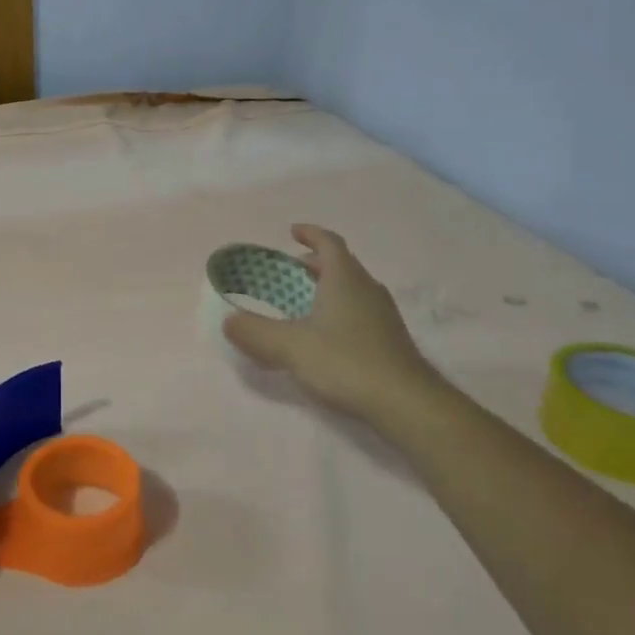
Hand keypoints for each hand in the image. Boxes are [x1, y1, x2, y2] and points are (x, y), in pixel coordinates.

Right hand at [224, 225, 451, 434]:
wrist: (406, 403)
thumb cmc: (346, 362)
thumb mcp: (290, 346)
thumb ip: (255, 332)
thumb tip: (228, 320)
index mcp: (345, 278)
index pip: (329, 242)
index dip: (310, 233)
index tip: (292, 232)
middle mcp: (367, 289)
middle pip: (341, 264)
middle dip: (314, 263)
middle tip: (289, 270)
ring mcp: (383, 315)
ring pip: (351, 288)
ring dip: (327, 287)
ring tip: (302, 302)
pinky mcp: (389, 339)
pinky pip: (359, 311)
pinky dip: (338, 310)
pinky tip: (324, 335)